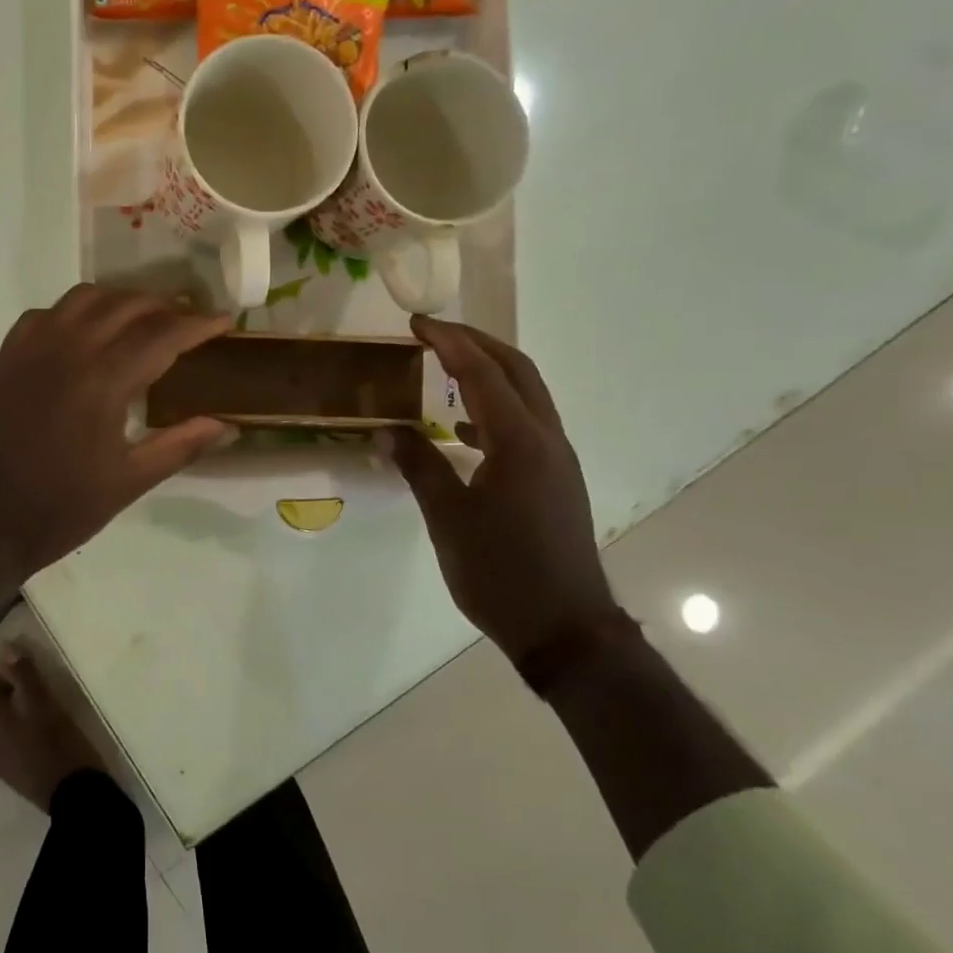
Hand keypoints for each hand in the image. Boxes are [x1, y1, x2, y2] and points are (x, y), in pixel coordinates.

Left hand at [0, 285, 234, 581]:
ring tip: (145, 320)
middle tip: (191, 322)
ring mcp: (32, 349)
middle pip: (127, 305)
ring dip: (122, 300)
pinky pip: (48, 314)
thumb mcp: (129, 482)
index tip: (227, 319)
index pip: (162, 334)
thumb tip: (228, 426)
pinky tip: (87, 334)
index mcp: (103, 381)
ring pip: (85, 298)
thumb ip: (181, 445)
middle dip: (166, 307)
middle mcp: (68, 350)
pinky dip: (77, 311)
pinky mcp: (7, 357)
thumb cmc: (59, 509)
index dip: (199, 323)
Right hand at [385, 317, 622, 665]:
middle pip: (517, 370)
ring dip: (489, 372)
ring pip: (526, 395)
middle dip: (476, 343)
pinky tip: (462, 428)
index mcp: (520, 442)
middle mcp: (546, 439)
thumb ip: (419, 467)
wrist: (564, 628)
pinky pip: (526, 424)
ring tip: (446, 367)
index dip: (449, 342)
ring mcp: (556, 459)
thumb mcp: (448, 518)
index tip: (417, 323)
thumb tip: (387, 431)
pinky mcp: (556, 479)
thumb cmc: (501, 572)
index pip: (483, 373)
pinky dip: (495, 408)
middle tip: (433, 333)